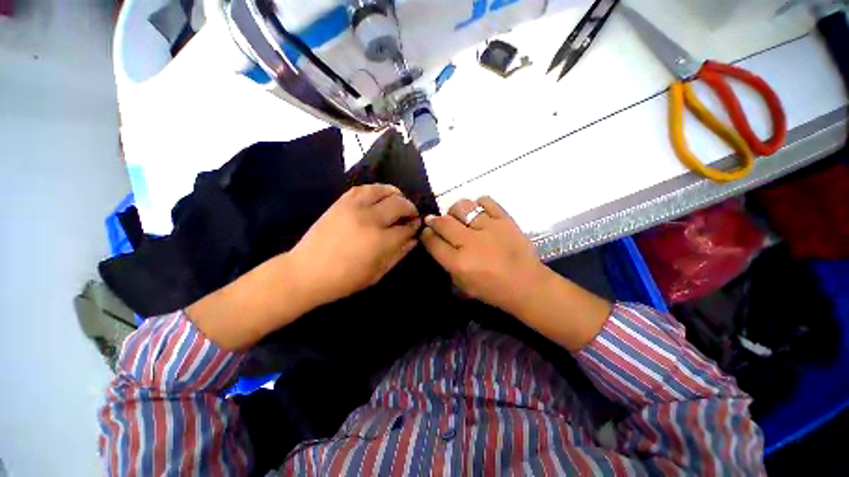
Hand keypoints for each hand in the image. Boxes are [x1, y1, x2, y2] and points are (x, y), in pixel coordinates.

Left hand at [289, 184, 420, 306]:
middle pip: (399, 204)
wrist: (306, 272)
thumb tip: (413, 240)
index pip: (406, 228)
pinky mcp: (341, 203)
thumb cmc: (344, 280)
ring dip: (395, 194)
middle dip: (410, 208)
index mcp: (381, 241)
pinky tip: (379, 196)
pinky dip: (375, 189)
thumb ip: (398, 255)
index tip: (416, 227)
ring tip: (398, 199)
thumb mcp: (377, 273)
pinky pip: (362, 188)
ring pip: (382, 190)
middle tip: (411, 214)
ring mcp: (354, 208)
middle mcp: (371, 219)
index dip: (414, 227)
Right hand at [420, 196, 547, 314]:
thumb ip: (447, 264)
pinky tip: (478, 212)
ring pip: (462, 207)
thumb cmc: (493, 290)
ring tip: (457, 216)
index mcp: (459, 263)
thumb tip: (437, 242)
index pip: (433, 242)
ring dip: (454, 210)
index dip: (426, 235)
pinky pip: (486, 201)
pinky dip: (478, 204)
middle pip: (443, 222)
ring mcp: (489, 228)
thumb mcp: (462, 285)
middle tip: (434, 221)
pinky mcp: (505, 219)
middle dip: (434, 220)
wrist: (527, 284)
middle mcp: (471, 242)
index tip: (426, 232)